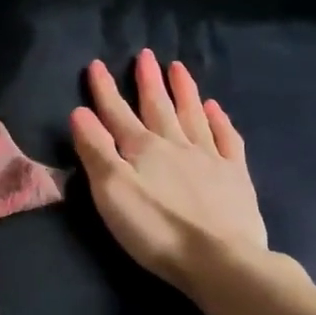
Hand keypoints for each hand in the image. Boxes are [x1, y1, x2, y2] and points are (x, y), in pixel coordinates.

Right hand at [70, 50, 276, 295]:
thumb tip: (80, 112)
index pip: (117, 113)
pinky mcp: (235, 177)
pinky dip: (220, 121)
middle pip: (158, 107)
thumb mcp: (111, 192)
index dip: (105, 90)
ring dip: (184, 91)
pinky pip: (227, 139)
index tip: (97, 64)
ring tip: (179, 68)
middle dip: (148, 81)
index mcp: (143, 149)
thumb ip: (96, 150)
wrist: (219, 259)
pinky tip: (216, 109)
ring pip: (193, 116)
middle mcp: (176, 145)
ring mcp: (210, 158)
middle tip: (146, 55)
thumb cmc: (155, 229)